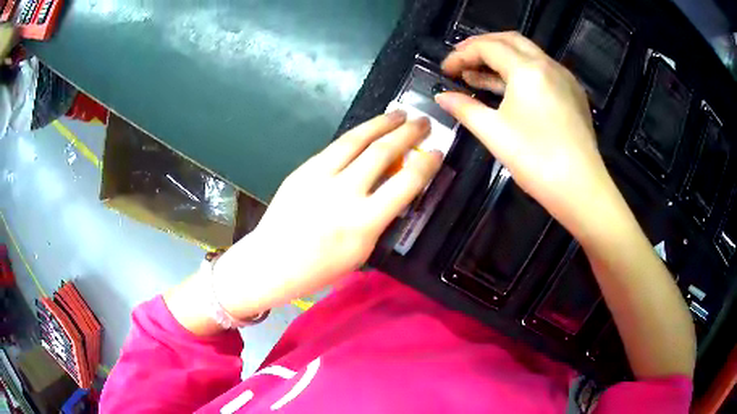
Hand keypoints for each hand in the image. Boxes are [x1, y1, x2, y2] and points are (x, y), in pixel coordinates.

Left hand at [212, 112, 441, 318]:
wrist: (271, 261)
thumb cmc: (319, 268)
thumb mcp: (361, 253)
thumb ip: (380, 219)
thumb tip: (393, 191)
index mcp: (363, 223)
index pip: (405, 184)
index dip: (426, 164)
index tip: (438, 153)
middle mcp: (343, 193)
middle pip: (382, 152)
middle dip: (408, 133)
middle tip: (423, 122)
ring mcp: (319, 177)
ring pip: (356, 140)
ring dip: (381, 123)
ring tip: (399, 113)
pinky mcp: (303, 170)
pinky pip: (335, 147)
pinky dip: (356, 135)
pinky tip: (367, 130)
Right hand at [436, 32, 615, 228]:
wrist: (581, 189)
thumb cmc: (536, 160)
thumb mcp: (494, 133)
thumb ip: (465, 108)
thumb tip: (441, 97)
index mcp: (527, 69)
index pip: (488, 47)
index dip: (461, 55)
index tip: (444, 70)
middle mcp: (547, 64)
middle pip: (509, 40)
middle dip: (482, 46)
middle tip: (461, 60)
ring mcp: (564, 77)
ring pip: (527, 54)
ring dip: (501, 58)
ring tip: (478, 75)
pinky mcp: (573, 93)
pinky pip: (542, 70)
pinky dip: (520, 71)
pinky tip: (509, 88)